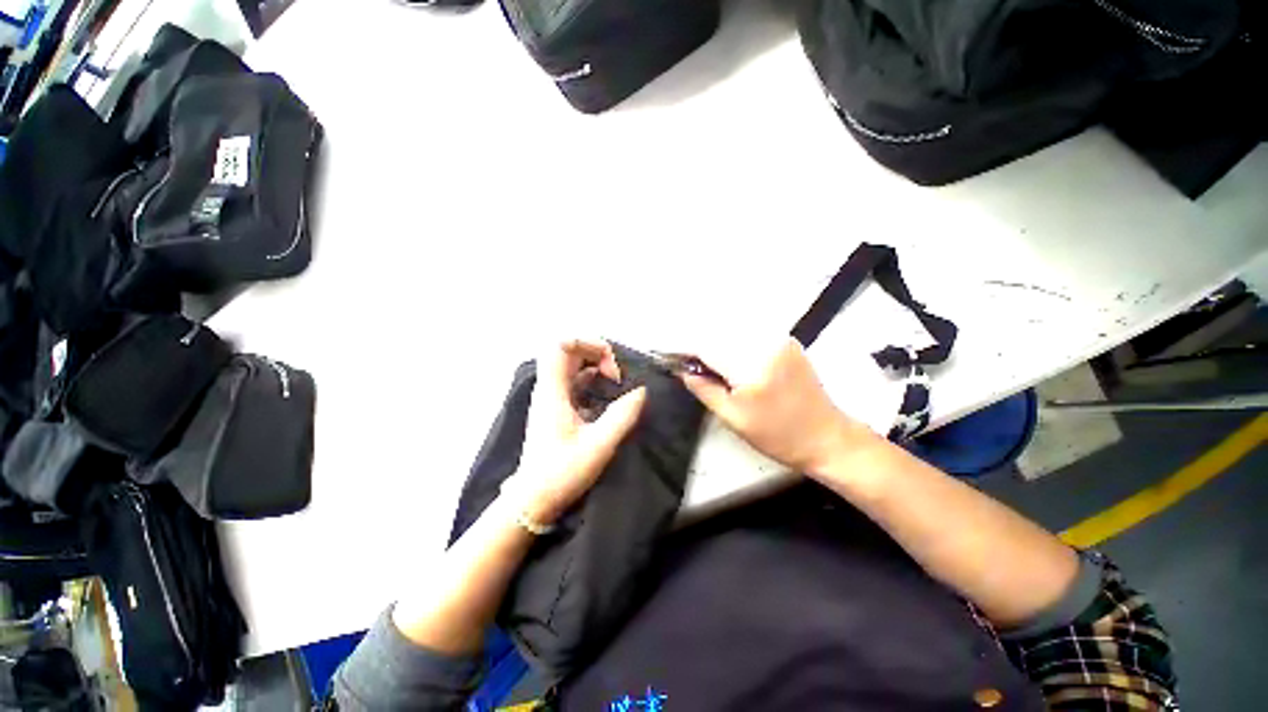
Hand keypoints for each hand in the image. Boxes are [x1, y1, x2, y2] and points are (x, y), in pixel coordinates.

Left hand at [505, 339, 646, 525]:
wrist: (534, 500)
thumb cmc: (562, 472)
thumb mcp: (599, 445)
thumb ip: (623, 415)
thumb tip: (641, 391)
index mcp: (553, 392)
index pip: (559, 346)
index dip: (586, 343)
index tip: (609, 364)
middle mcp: (549, 389)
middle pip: (568, 353)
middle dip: (596, 355)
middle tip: (617, 376)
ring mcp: (552, 399)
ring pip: (572, 368)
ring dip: (596, 368)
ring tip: (616, 384)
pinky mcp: (557, 410)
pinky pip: (575, 384)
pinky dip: (593, 382)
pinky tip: (609, 397)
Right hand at [679, 338, 875, 474]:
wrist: (827, 437)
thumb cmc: (778, 436)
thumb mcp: (733, 419)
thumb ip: (705, 390)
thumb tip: (682, 370)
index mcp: (751, 366)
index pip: (707, 347)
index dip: (684, 350)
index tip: (670, 357)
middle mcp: (766, 344)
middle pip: (719, 333)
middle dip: (699, 346)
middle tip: (688, 363)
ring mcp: (779, 340)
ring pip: (734, 331)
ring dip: (716, 343)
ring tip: (706, 362)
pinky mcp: (787, 342)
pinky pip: (750, 335)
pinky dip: (734, 342)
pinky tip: (729, 358)